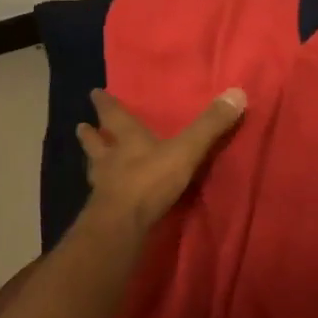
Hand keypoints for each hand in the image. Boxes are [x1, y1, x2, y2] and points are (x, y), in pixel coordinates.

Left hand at [78, 87, 246, 234]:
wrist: (122, 224)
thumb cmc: (151, 180)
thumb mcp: (186, 150)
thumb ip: (210, 126)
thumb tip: (236, 93)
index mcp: (129, 140)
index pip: (115, 116)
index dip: (106, 104)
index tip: (94, 93)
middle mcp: (111, 160)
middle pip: (97, 144)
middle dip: (91, 135)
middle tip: (80, 126)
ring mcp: (103, 187)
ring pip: (95, 169)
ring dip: (92, 162)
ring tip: (89, 160)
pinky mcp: (103, 212)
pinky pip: (101, 196)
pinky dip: (101, 192)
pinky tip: (102, 195)